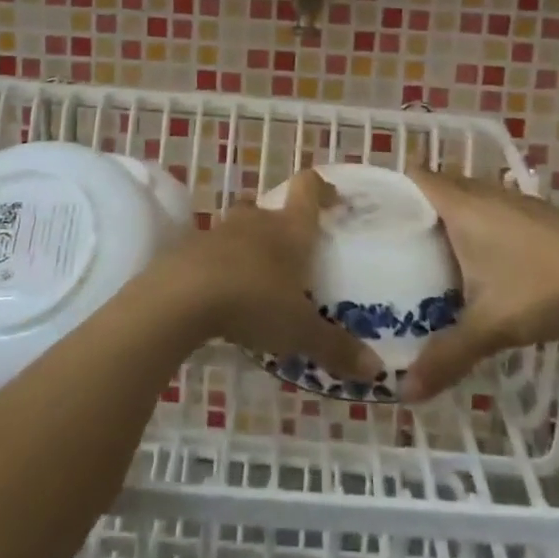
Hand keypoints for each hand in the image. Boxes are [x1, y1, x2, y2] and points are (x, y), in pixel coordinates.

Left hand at [157, 169, 383, 382]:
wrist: (183, 296)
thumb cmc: (254, 300)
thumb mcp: (300, 330)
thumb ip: (336, 347)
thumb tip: (375, 370)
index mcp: (290, 228)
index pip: (307, 188)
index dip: (321, 188)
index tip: (332, 199)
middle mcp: (257, 221)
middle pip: (271, 208)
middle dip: (283, 226)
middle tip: (295, 255)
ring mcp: (220, 232)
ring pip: (241, 229)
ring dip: (251, 246)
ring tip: (261, 279)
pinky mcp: (191, 249)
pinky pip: (214, 251)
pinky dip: (223, 266)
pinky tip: (226, 295)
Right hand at [402, 166, 558, 400]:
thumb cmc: (541, 288)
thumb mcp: (490, 326)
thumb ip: (447, 356)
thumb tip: (405, 392)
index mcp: (462, 206)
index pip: (417, 176)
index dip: (393, 187)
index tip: (372, 213)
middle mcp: (486, 194)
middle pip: (442, 186)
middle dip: (419, 209)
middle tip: (396, 244)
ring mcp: (517, 202)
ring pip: (472, 200)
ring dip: (454, 220)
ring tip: (434, 256)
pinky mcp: (541, 216)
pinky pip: (496, 212)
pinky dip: (482, 228)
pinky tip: (485, 265)